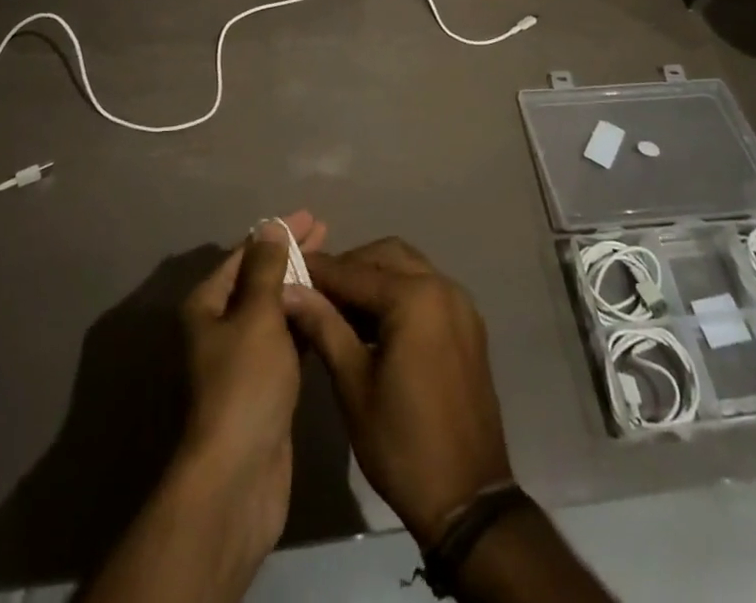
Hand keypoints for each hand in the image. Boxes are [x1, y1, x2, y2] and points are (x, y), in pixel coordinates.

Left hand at [174, 211, 328, 564]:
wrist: (239, 476)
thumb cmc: (245, 383)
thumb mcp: (257, 315)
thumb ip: (266, 269)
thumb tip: (269, 228)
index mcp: (208, 305)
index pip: (246, 254)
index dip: (278, 233)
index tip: (311, 217)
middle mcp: (220, 326)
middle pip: (260, 278)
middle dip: (291, 254)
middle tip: (327, 232)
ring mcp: (242, 358)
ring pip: (274, 308)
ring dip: (300, 285)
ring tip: (333, 265)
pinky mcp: (264, 384)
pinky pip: (286, 337)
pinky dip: (304, 318)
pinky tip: (328, 308)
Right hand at [282, 238, 513, 545]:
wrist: (468, 499)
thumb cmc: (402, 443)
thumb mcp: (353, 384)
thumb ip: (324, 326)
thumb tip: (288, 290)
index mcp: (414, 298)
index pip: (354, 271)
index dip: (318, 270)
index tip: (287, 270)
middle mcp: (442, 287)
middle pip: (386, 256)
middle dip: (350, 267)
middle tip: (316, 291)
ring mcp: (461, 305)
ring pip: (409, 268)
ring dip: (375, 277)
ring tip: (340, 308)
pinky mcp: (468, 325)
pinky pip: (427, 290)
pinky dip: (399, 293)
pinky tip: (374, 323)